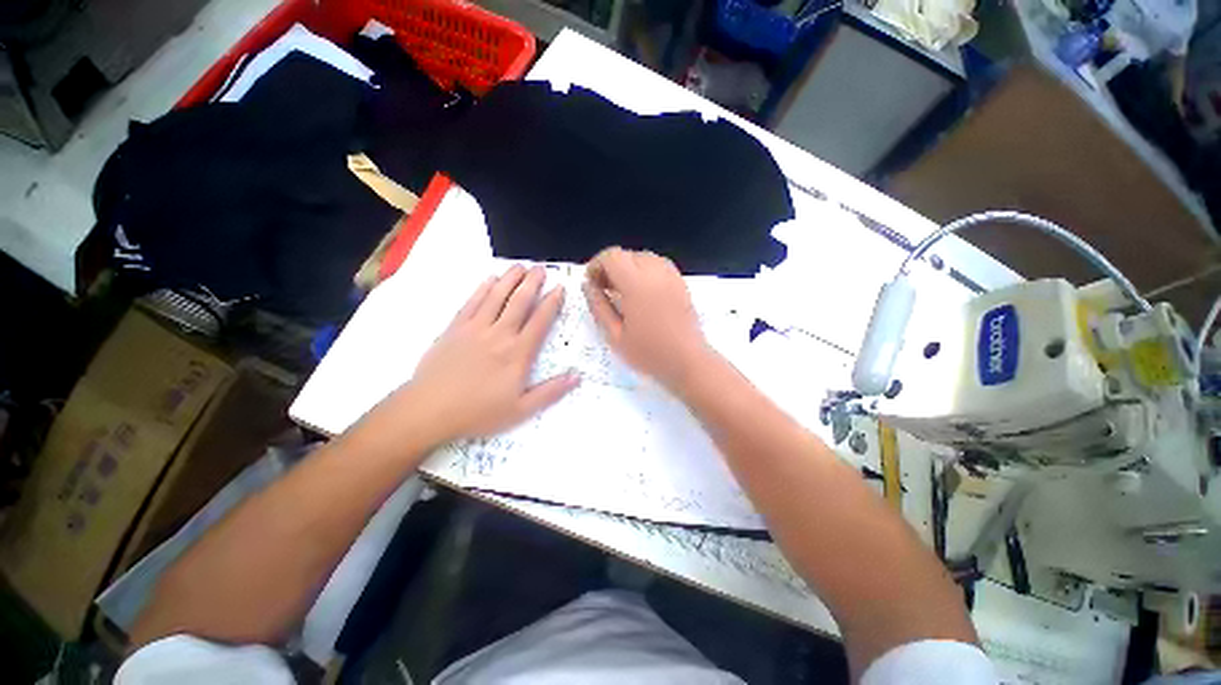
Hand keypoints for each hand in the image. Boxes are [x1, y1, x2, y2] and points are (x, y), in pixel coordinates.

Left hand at [408, 265, 579, 441]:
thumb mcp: (521, 409)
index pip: (540, 321)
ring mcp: (475, 328)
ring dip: (510, 279)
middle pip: (519, 302)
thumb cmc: (478, 412)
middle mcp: (500, 334)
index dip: (552, 303)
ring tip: (520, 266)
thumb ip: (550, 392)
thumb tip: (577, 377)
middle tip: (541, 268)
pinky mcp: (455, 328)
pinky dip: (482, 288)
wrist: (429, 409)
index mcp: (518, 353)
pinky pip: (472, 302)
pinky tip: (489, 279)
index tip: (560, 288)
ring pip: (496, 296)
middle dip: (532, 283)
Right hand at [583, 247, 711, 389]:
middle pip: (627, 254)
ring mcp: (671, 276)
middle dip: (611, 267)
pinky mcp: (681, 283)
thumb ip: (598, 306)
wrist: (688, 361)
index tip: (591, 284)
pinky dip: (645, 272)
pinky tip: (642, 293)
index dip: (596, 265)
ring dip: (628, 268)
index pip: (612, 256)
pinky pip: (658, 265)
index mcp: (636, 284)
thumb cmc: (649, 353)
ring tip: (623, 292)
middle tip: (604, 291)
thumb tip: (587, 285)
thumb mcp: (614, 335)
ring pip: (643, 257)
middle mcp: (655, 272)